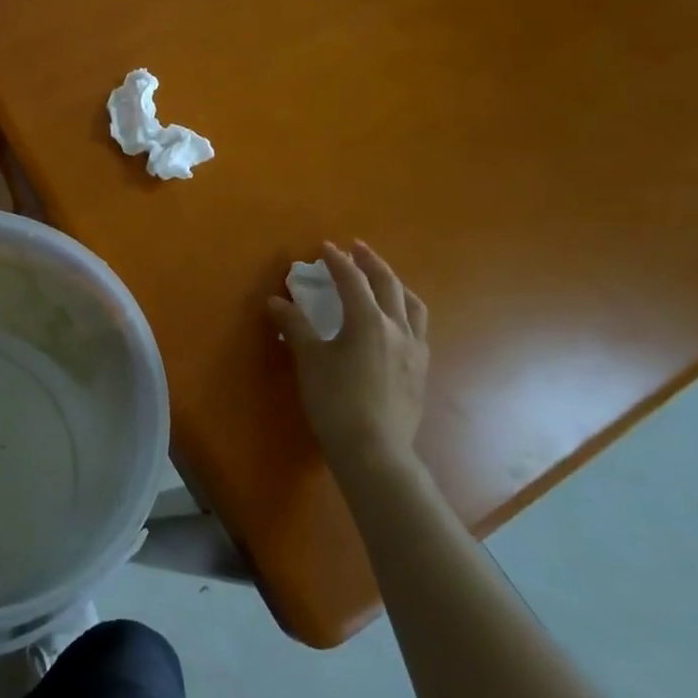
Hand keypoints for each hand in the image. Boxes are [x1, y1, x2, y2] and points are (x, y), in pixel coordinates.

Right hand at [268, 242, 428, 474]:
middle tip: (358, 249)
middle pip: (388, 285)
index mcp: (368, 321)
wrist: (374, 450)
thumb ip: (295, 326)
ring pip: (412, 306)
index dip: (338, 261)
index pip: (353, 280)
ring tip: (384, 280)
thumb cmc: (335, 400)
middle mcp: (397, 329)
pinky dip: (405, 313)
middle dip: (372, 263)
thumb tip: (276, 301)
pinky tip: (395, 323)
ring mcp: (414, 351)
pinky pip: (417, 329)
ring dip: (396, 285)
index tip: (326, 247)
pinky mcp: (420, 372)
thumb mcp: (309, 360)